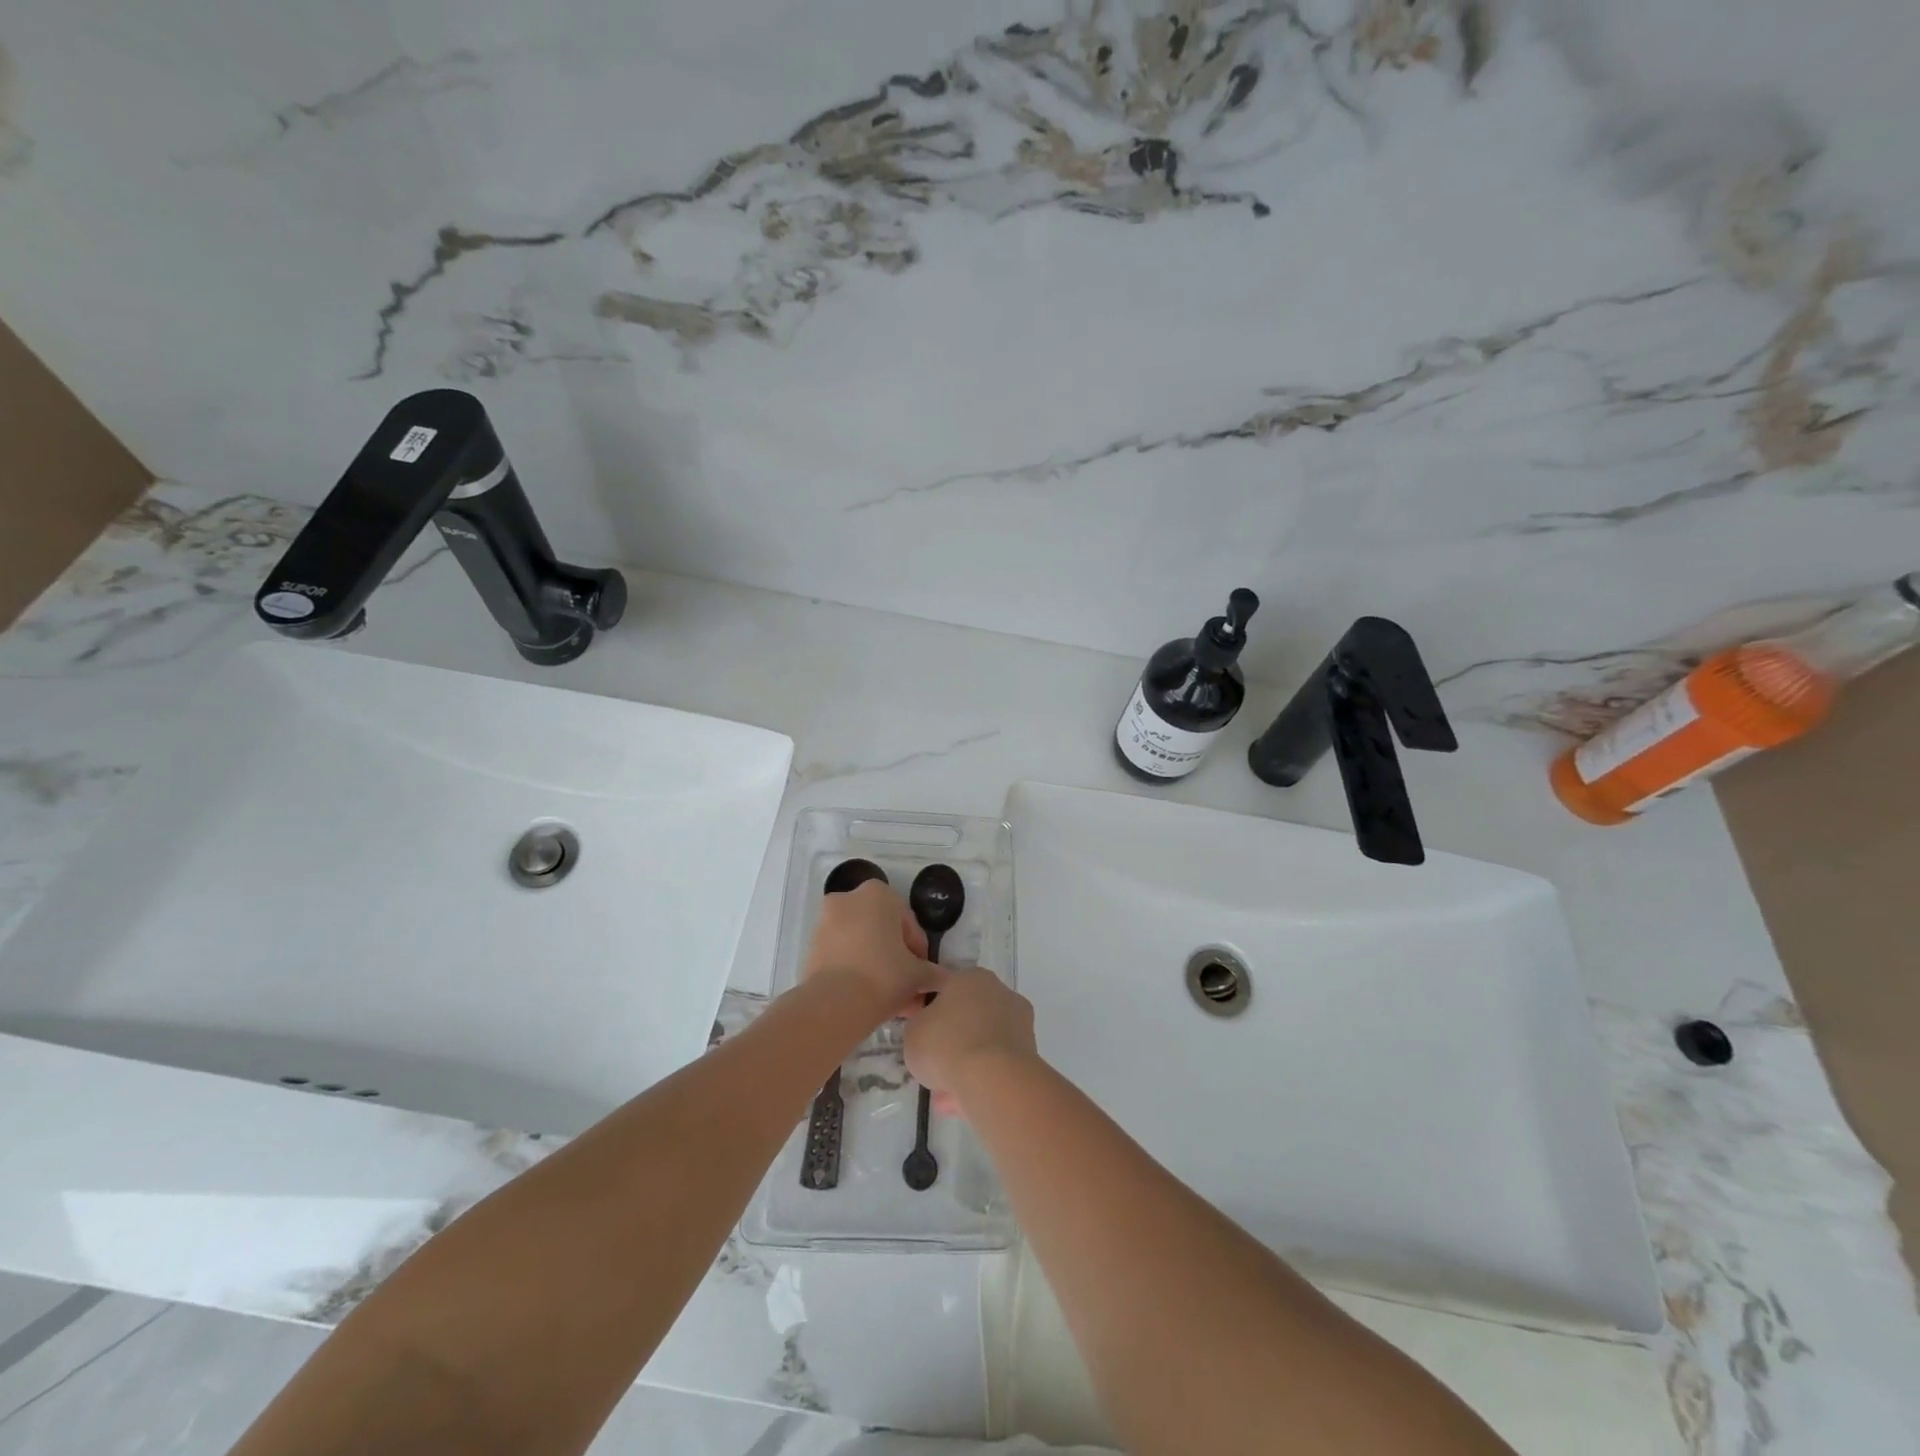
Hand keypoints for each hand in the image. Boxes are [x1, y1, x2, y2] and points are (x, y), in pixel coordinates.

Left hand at [802, 880, 939, 1015]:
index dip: (919, 952)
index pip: (908, 924)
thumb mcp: (918, 975)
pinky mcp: (812, 945)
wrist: (834, 1003)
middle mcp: (849, 899)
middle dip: (896, 960)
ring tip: (891, 1000)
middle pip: (883, 932)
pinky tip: (870, 998)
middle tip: (908, 988)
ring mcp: (826, 921)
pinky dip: (856, 971)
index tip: (922, 975)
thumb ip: (933, 973)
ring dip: (878, 967)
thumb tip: (942, 979)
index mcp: (878, 894)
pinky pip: (843, 955)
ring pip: (862, 945)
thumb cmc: (883, 975)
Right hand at [904, 967, 1037, 1114]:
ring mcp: (1020, 1023)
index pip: (948, 993)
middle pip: (969, 1019)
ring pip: (984, 1045)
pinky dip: (984, 1081)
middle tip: (935, 1070)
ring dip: (967, 1067)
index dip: (932, 1018)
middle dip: (953, 1045)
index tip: (924, 1040)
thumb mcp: (913, 1031)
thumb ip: (920, 1025)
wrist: (992, 1079)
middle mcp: (1000, 992)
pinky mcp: (1031, 1053)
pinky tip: (965, 1103)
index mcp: (971, 977)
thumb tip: (930, 1030)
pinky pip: (998, 1066)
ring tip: (946, 1097)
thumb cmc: (945, 1044)